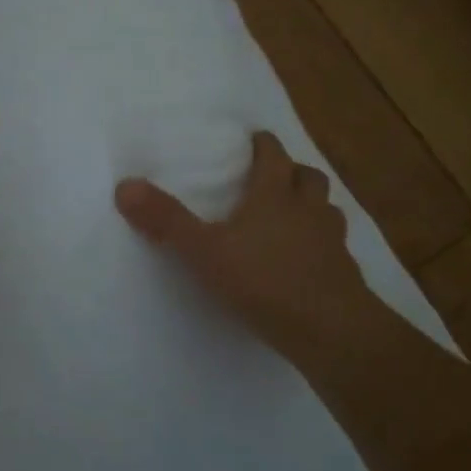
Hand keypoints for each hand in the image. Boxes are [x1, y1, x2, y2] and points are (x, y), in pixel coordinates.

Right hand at [116, 131, 371, 368]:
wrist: (331, 330)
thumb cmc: (265, 281)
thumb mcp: (204, 251)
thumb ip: (167, 220)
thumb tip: (125, 186)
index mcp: (275, 196)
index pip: (273, 156)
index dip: (264, 145)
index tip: (254, 140)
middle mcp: (309, 210)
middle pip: (308, 177)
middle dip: (292, 171)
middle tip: (273, 177)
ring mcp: (333, 241)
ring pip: (326, 209)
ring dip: (311, 205)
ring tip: (293, 216)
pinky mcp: (345, 273)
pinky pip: (335, 246)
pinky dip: (321, 244)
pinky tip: (307, 261)